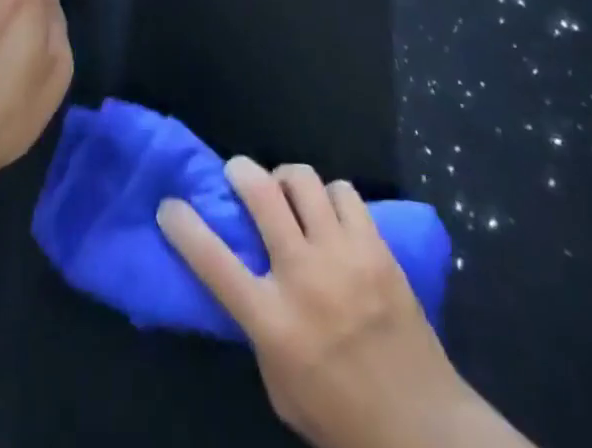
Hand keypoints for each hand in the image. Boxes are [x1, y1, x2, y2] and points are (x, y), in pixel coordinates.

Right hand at [158, 160, 532, 447]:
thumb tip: (245, 279)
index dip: (183, 227)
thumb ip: (258, 328)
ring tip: (287, 192)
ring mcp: (342, 256)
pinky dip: (330, 195)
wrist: (422, 429)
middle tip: (236, 173)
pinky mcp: (376, 247)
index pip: (213, 261)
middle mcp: (302, 277)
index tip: (169, 206)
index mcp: (272, 321)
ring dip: (286, 179)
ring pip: (302, 180)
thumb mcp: (279, 385)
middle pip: (260, 194)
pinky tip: (330, 213)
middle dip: (239, 171)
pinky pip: (344, 192)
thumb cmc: (341, 417)